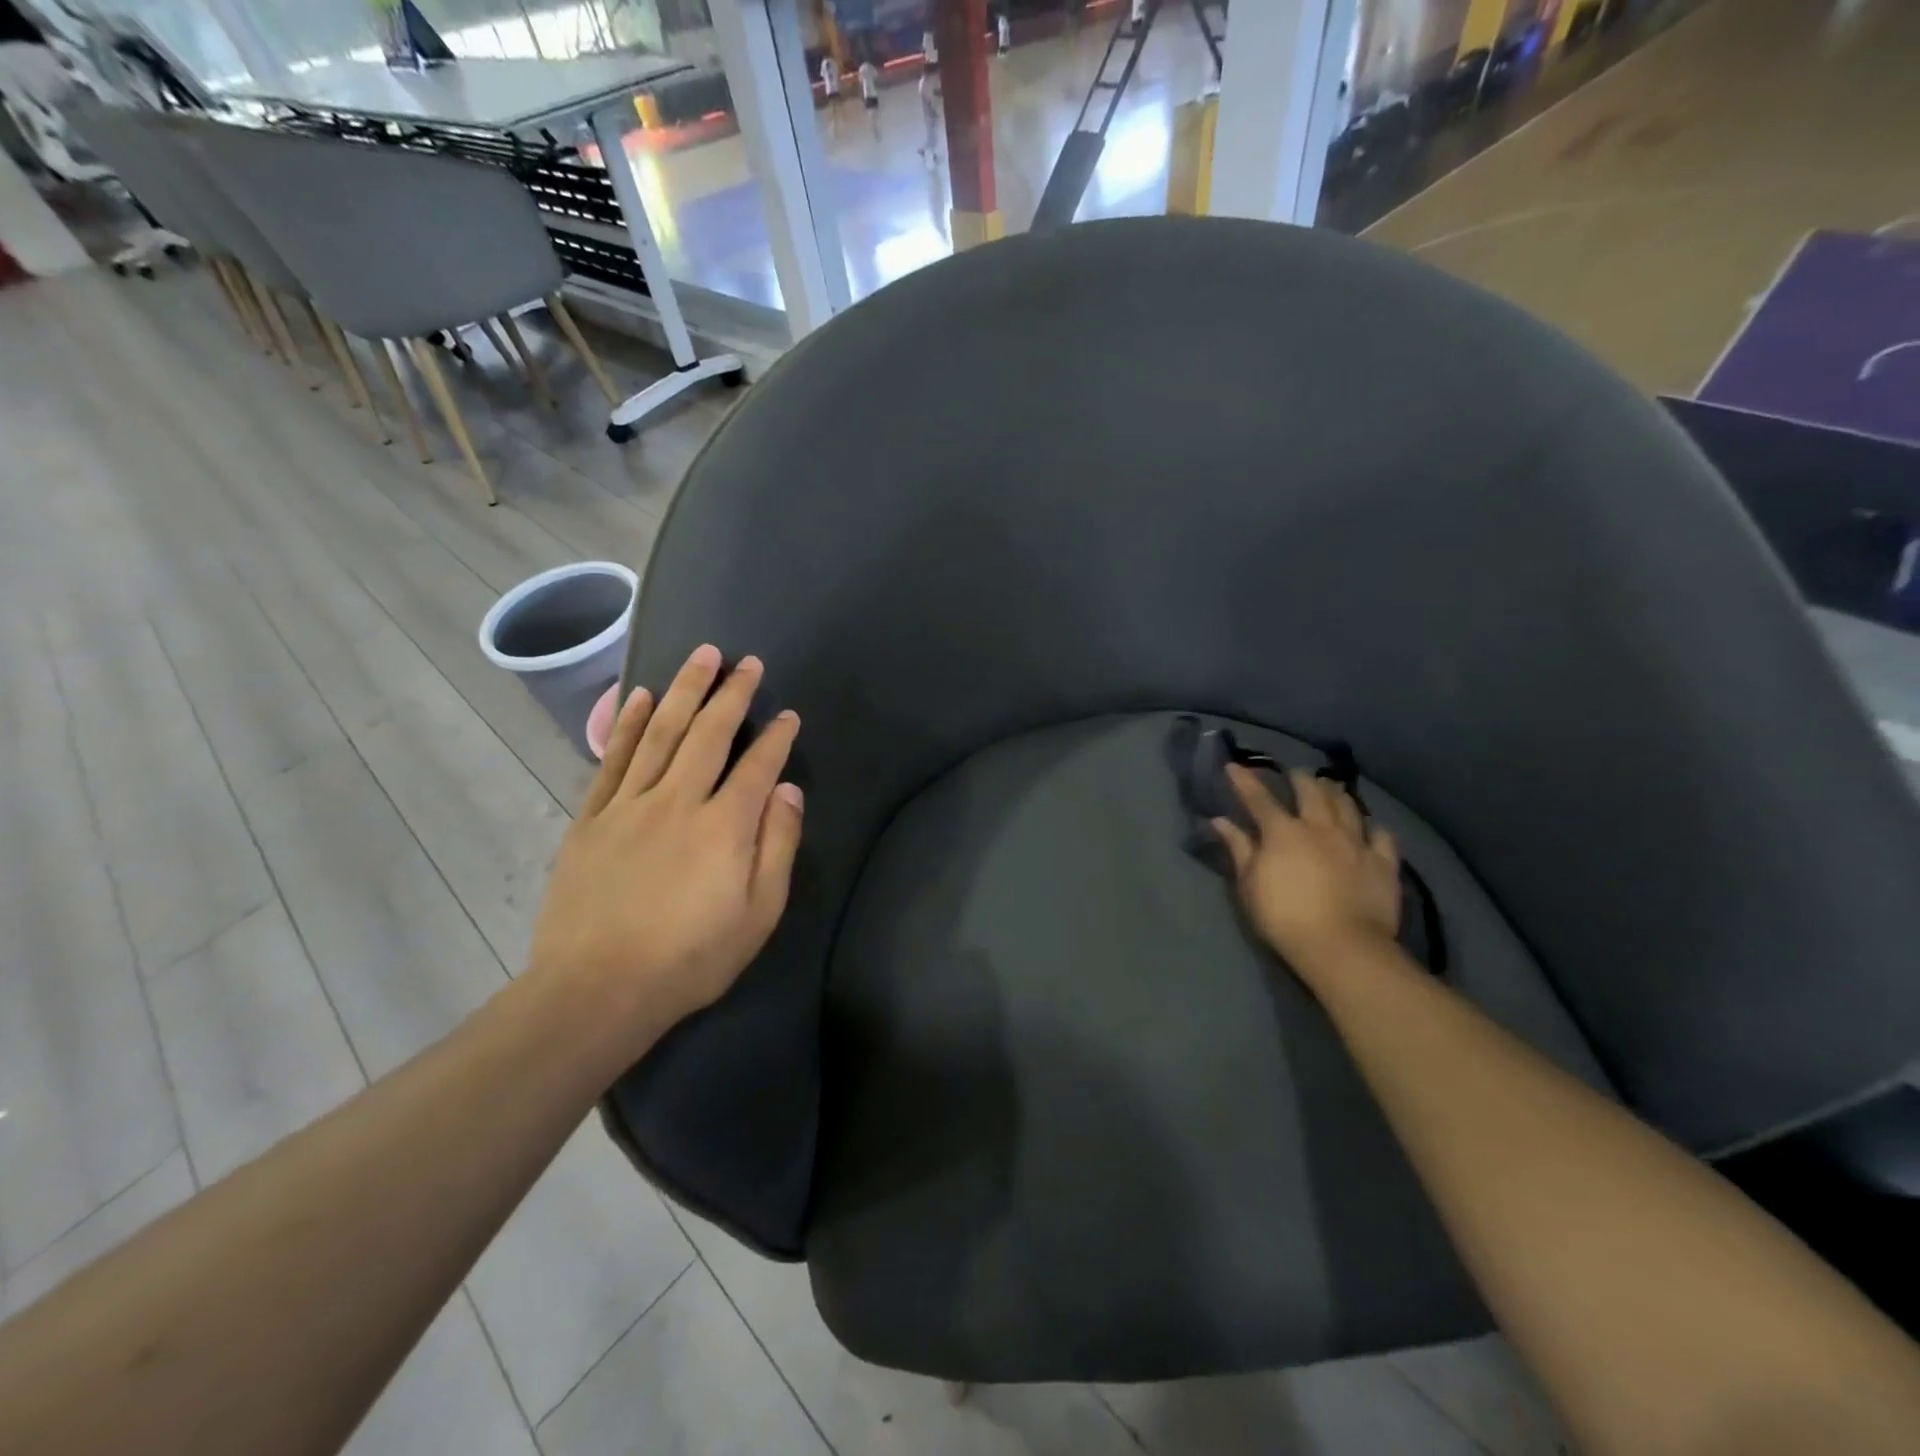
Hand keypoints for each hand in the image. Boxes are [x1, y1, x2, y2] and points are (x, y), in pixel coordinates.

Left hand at [527, 645, 803, 1056]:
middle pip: (709, 733)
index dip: (777, 737)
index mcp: (725, 826)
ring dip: (684, 690)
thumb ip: (778, 846)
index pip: (758, 765)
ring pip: (661, 733)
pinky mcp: (592, 818)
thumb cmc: (690, 958)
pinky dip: (630, 723)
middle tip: (747, 662)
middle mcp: (678, 801)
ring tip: (701, 656)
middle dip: (732, 693)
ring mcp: (629, 805)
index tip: (789, 715)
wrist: (597, 989)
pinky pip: (614, 759)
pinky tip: (643, 697)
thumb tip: (788, 790)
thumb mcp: (759, 914)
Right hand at [1213, 765, 1400, 975]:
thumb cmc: (1283, 916)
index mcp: (1282, 831)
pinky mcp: (1383, 862)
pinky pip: (1382, 836)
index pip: (1259, 798)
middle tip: (1295, 774)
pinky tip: (1370, 827)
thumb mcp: (1249, 884)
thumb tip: (1221, 820)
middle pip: (1310, 791)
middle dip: (1299, 778)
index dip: (1244, 780)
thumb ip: (1238, 848)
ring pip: (1347, 805)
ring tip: (1330, 787)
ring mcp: (1355, 842)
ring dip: (1336, 793)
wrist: (1341, 945)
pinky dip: (1373, 828)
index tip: (1234, 765)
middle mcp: (1320, 827)